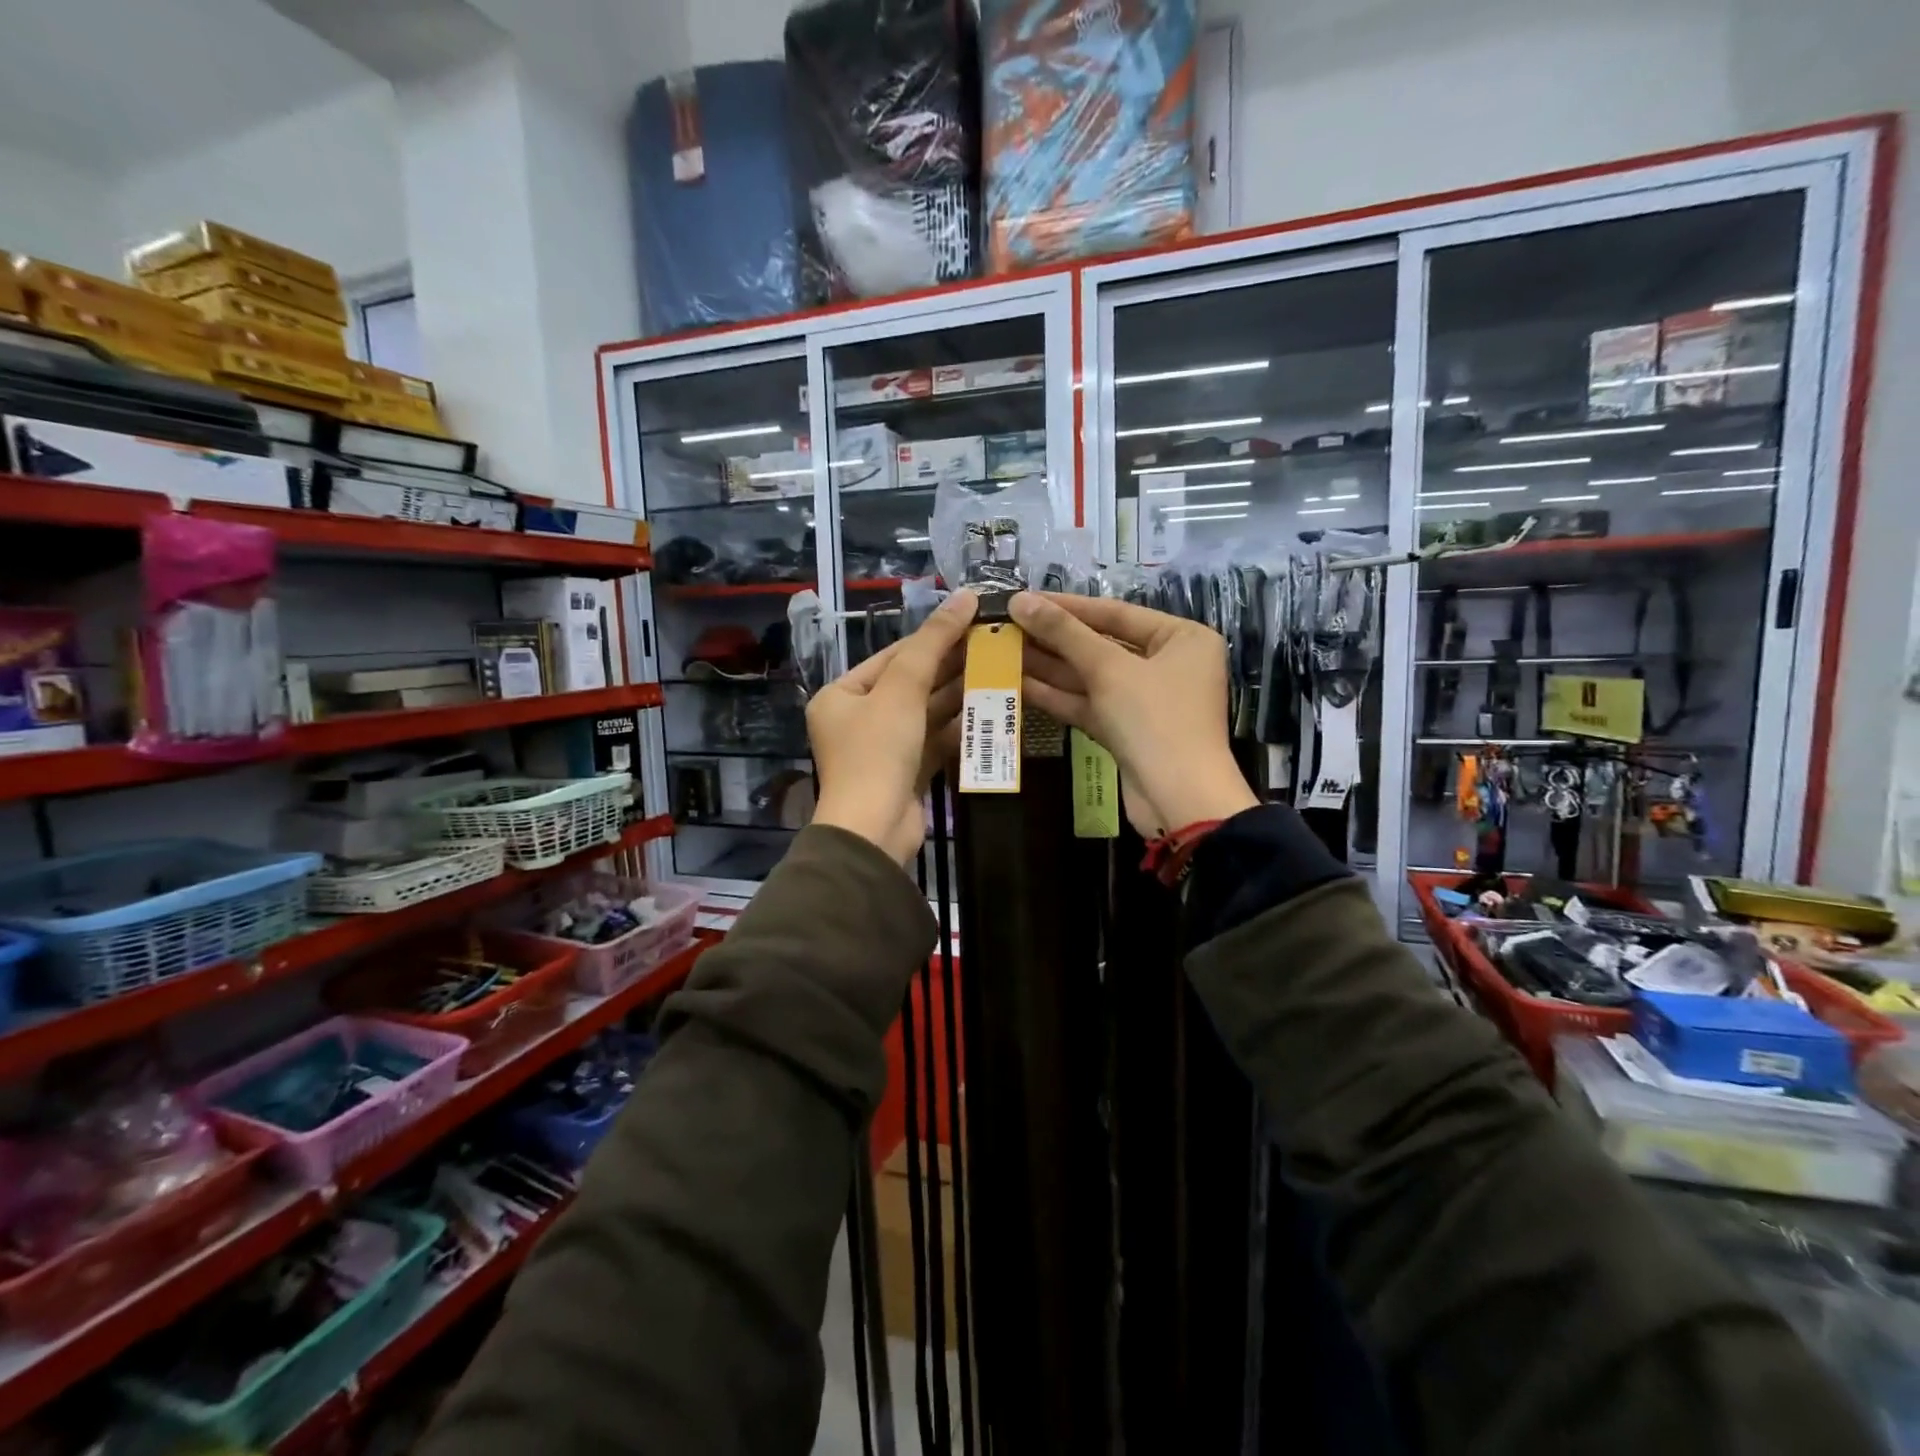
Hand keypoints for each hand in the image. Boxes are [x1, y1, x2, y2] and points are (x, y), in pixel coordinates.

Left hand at [807, 589, 977, 861]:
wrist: (874, 830)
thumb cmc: (878, 752)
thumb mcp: (902, 690)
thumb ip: (933, 643)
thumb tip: (964, 596)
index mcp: (842, 694)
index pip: (893, 656)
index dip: (933, 637)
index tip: (972, 619)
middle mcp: (858, 718)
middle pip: (911, 683)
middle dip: (950, 666)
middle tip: (992, 644)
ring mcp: (882, 748)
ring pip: (926, 712)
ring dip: (959, 694)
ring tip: (998, 670)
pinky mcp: (905, 772)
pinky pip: (933, 739)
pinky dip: (957, 726)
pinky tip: (989, 710)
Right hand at [1011, 591, 1256, 837]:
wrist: (1178, 800)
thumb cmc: (1155, 720)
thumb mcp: (1109, 669)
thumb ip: (1064, 633)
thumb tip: (1020, 599)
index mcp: (1181, 638)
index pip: (1115, 612)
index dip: (1066, 606)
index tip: (1023, 598)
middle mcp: (1167, 664)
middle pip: (1101, 644)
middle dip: (1053, 638)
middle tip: (1006, 626)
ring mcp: (1145, 700)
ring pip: (1091, 677)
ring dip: (1048, 666)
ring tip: (1002, 651)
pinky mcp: (1126, 730)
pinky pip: (1089, 704)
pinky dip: (1057, 696)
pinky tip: (1018, 684)